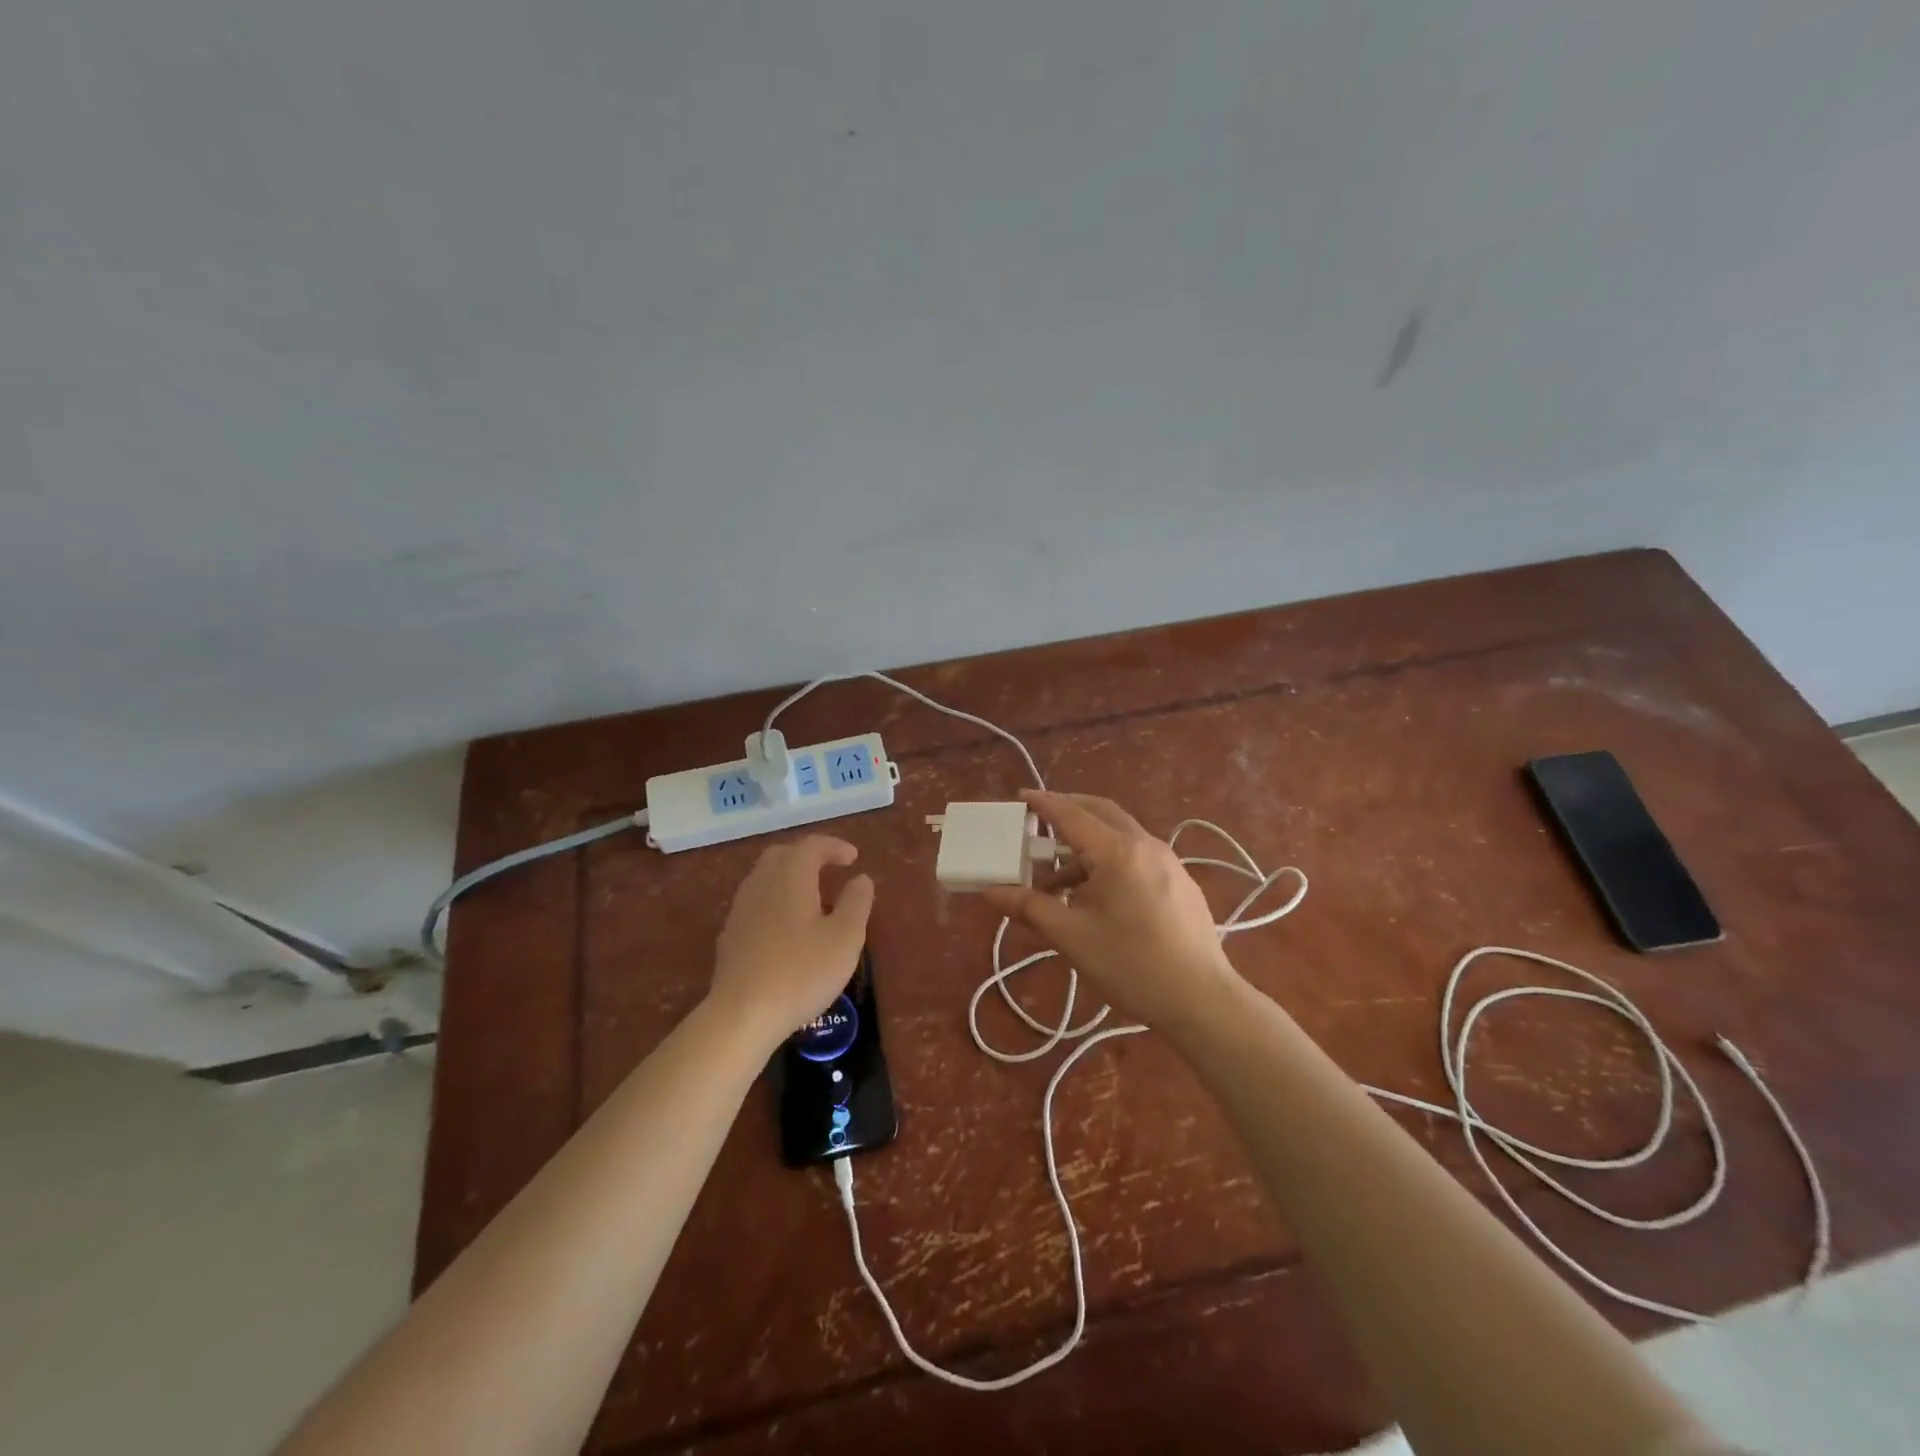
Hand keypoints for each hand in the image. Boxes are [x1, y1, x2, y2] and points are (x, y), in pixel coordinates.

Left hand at [709, 836, 874, 1046]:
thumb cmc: (801, 972)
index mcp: (790, 876)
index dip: (834, 847)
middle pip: (783, 855)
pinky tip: (787, 927)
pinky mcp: (730, 935)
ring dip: (790, 879)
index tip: (853, 859)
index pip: (812, 846)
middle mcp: (761, 883)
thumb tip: (861, 879)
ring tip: (812, 898)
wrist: (741, 1015)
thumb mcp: (845, 938)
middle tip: (830, 870)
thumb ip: (856, 903)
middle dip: (808, 857)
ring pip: (765, 878)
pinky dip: (775, 901)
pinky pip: (756, 903)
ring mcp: (740, 909)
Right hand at [981, 791, 1247, 1038]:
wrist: (1203, 1001)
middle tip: (1037, 821)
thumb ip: (1030, 907)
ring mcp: (1168, 861)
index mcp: (1118, 852)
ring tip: (1056, 878)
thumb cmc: (1132, 966)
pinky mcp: (1179, 881)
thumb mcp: (1073, 937)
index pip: (1072, 815)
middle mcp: (1146, 845)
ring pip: (1119, 835)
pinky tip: (1094, 894)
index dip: (1043, 804)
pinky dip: (1108, 859)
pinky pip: (1135, 855)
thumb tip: (990, 891)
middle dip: (1068, 811)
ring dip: (1086, 843)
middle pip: (1101, 812)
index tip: (1020, 796)